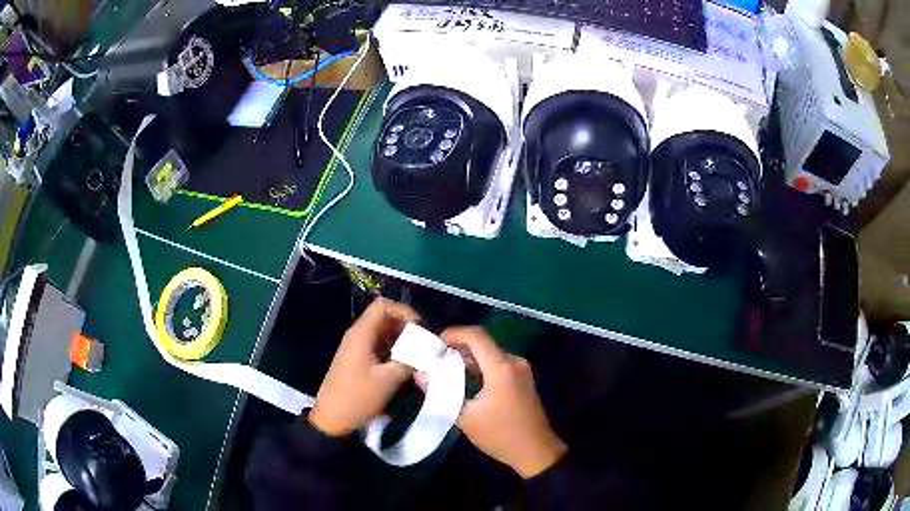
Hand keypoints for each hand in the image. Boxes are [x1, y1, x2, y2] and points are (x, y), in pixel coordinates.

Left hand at [309, 298, 419, 436]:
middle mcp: (358, 335)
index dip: (404, 311)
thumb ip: (410, 361)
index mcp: (361, 334)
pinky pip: (379, 347)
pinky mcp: (358, 361)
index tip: (421, 328)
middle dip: (406, 327)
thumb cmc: (358, 397)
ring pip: (383, 334)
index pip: (383, 305)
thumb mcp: (389, 379)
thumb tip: (427, 353)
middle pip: (384, 318)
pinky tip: (405, 365)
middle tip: (424, 344)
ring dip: (401, 340)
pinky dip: (393, 351)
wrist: (333, 419)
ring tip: (418, 355)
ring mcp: (356, 348)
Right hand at [440, 327, 566, 477]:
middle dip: (457, 347)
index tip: (434, 345)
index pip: (476, 335)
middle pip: (483, 343)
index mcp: (501, 367)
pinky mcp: (522, 380)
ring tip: (444, 371)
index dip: (453, 333)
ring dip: (468, 358)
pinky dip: (480, 367)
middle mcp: (514, 362)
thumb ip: (441, 393)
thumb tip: (420, 374)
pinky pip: (498, 364)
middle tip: (434, 360)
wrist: (536, 451)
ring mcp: (521, 370)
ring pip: (490, 354)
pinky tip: (464, 381)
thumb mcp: (465, 417)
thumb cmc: (500, 435)